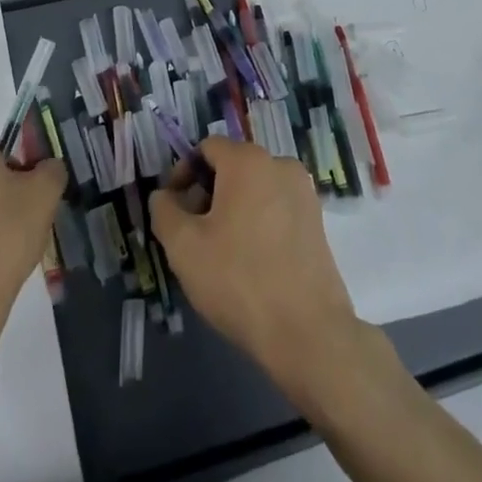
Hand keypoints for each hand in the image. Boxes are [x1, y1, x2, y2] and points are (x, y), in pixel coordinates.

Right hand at [148, 137, 362, 400]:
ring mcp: (303, 192)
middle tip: (194, 233)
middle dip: (208, 192)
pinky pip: (277, 206)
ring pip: (255, 187)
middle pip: (232, 166)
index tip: (174, 209)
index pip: (207, 148)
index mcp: (248, 160)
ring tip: (221, 250)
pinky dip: (259, 221)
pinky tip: (251, 261)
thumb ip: (164, 210)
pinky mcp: (317, 220)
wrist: (307, 332)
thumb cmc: (239, 280)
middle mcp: (280, 164)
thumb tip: (164, 195)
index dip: (183, 173)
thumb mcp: (183, 247)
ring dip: (233, 208)